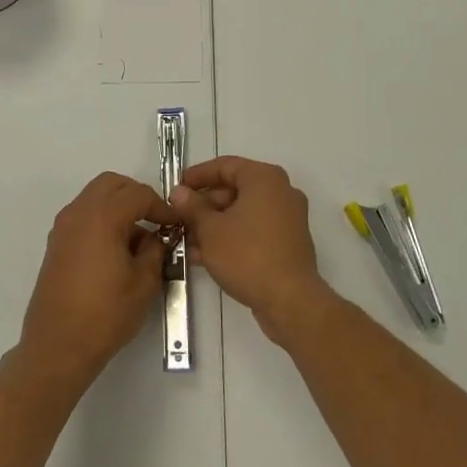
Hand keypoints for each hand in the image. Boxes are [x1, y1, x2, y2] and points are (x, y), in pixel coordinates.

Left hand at [18, 172, 176, 390]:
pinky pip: (83, 215)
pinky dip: (102, 219)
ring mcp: (63, 227)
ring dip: (118, 206)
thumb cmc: (106, 314)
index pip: (138, 194)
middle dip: (136, 195)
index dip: (161, 206)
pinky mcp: (56, 244)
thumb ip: (154, 250)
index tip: (176, 223)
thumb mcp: (144, 282)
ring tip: (137, 237)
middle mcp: (78, 213)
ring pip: (94, 197)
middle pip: (111, 184)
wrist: (58, 346)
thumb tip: (155, 237)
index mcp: (102, 217)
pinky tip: (116, 249)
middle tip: (156, 219)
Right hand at [172, 156, 332, 342]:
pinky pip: (255, 230)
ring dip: (215, 225)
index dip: (197, 176)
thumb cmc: (247, 255)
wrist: (289, 300)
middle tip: (180, 220)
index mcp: (264, 178)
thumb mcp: (210, 229)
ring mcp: (288, 218)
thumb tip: (179, 192)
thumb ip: (192, 207)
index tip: (176, 189)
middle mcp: (281, 191)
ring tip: (188, 243)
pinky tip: (207, 257)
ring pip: (243, 213)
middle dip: (204, 206)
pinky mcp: (289, 242)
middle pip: (234, 189)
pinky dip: (232, 237)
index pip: (225, 166)